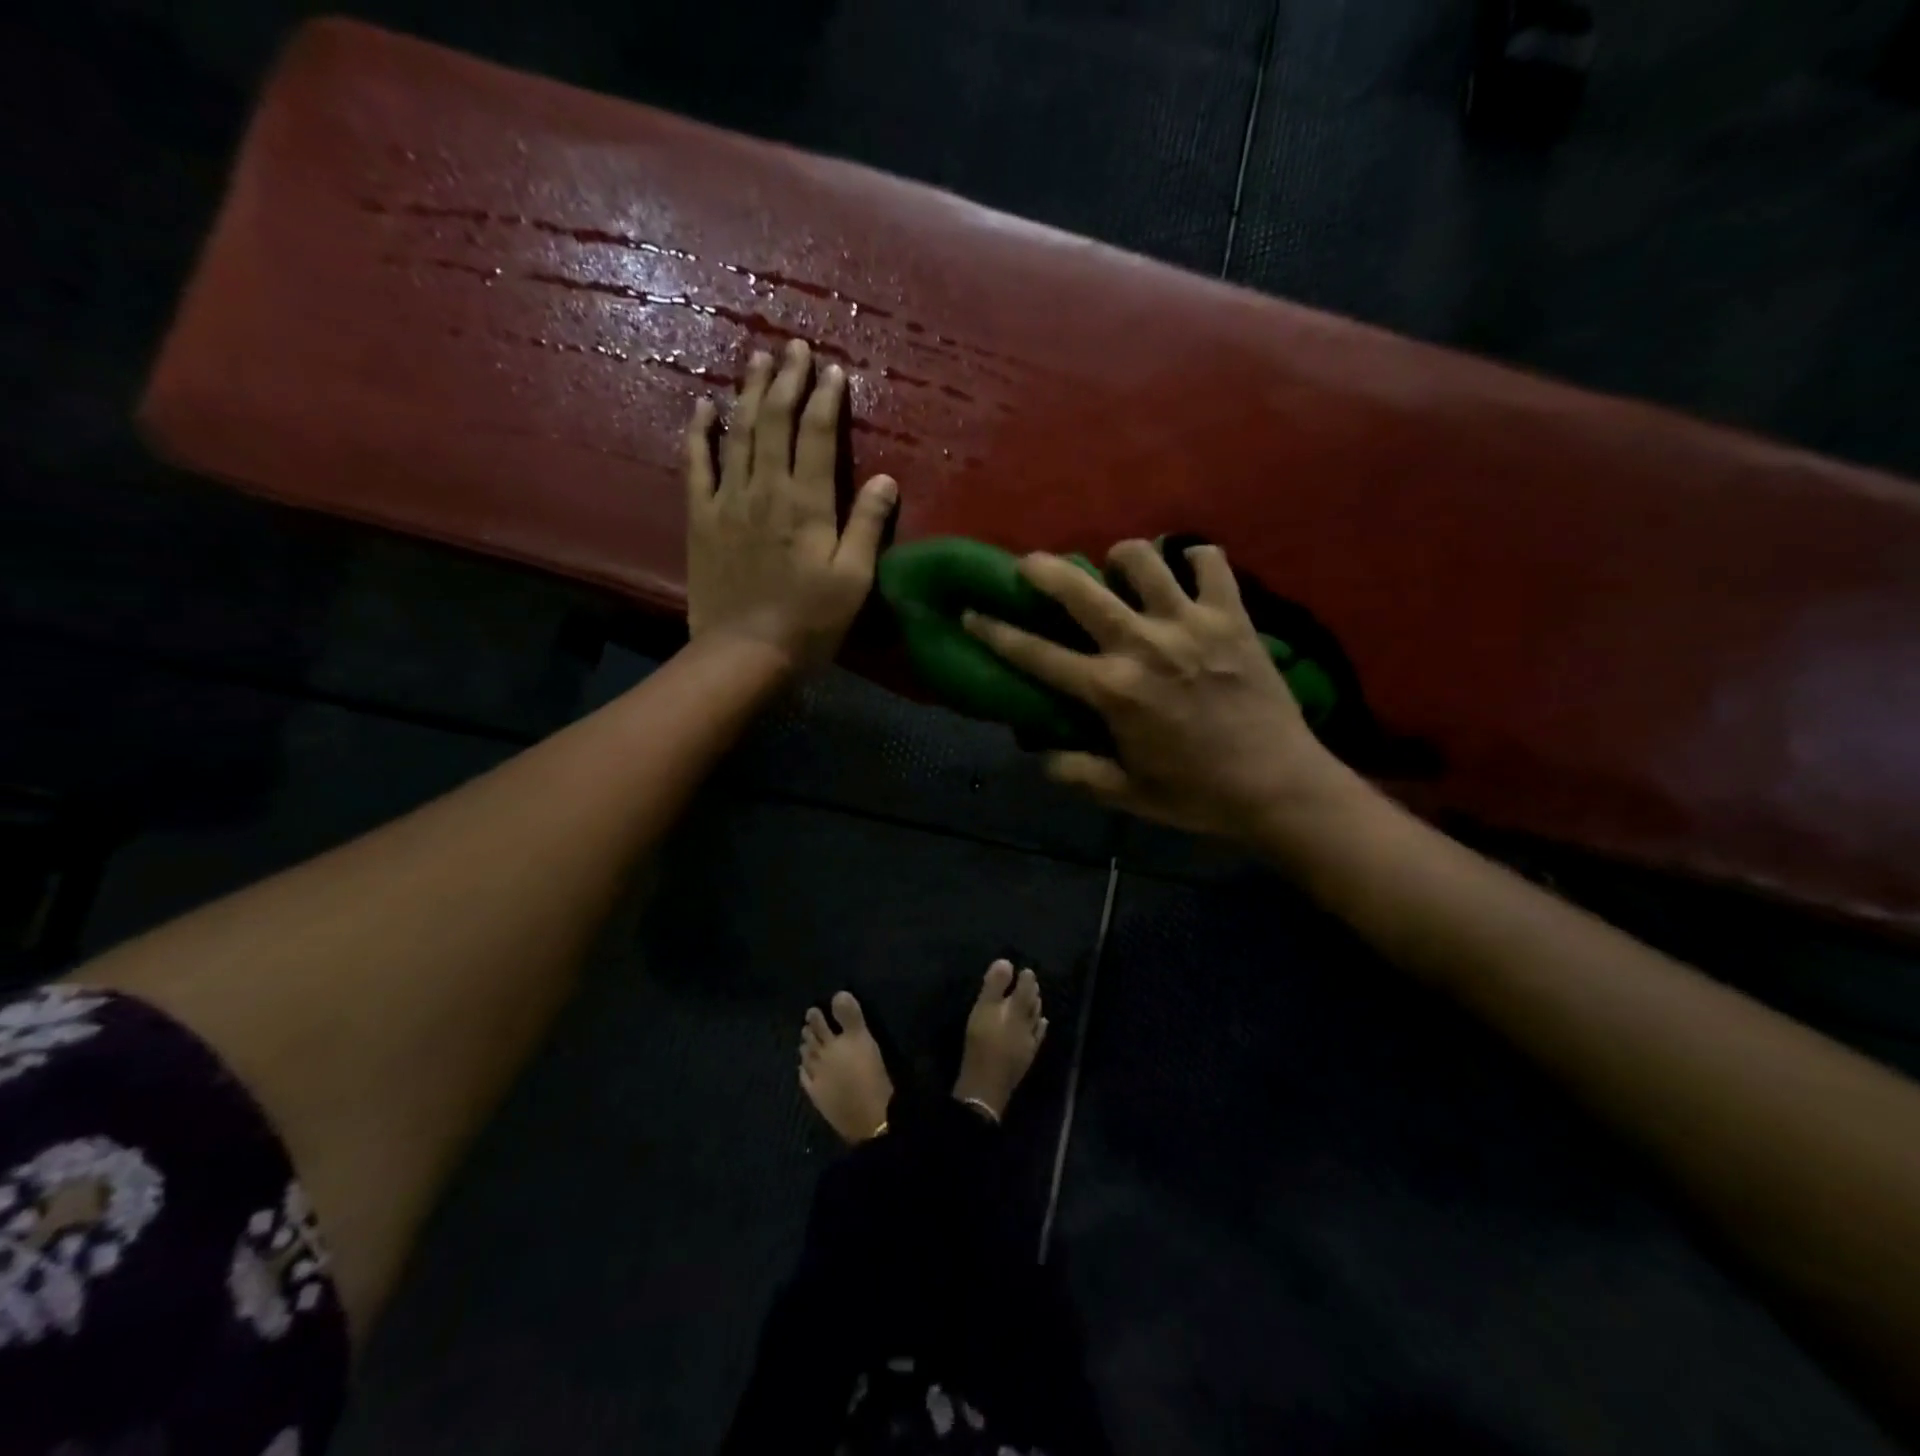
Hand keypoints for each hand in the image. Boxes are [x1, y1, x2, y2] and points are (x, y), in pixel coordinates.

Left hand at [685, 340, 897, 668]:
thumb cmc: (809, 622)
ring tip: (756, 359)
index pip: (816, 436)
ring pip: (738, 432)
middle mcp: (765, 489)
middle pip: (775, 421)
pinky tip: (702, 406)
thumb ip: (866, 526)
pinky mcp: (701, 517)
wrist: (744, 652)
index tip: (833, 370)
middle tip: (794, 348)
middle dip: (786, 380)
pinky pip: (696, 464)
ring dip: (748, 392)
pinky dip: (699, 432)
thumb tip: (886, 479)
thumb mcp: (853, 581)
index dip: (826, 399)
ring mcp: (727, 500)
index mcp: (806, 504)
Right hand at [963, 540, 1342, 840]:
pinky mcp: (1233, 616)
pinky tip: (1187, 571)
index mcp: (1112, 691)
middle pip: (1080, 590)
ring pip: (1143, 560)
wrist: (1280, 786)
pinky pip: (1211, 562)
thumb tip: (1041, 755)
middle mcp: (1143, 645)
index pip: (1037, 655)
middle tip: (1032, 565)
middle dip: (1045, 570)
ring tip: (1119, 569)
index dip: (997, 632)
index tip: (972, 613)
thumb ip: (1077, 772)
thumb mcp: (1126, 794)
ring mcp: (1191, 624)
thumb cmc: (1197, 795)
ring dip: (1122, 558)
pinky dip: (1196, 559)